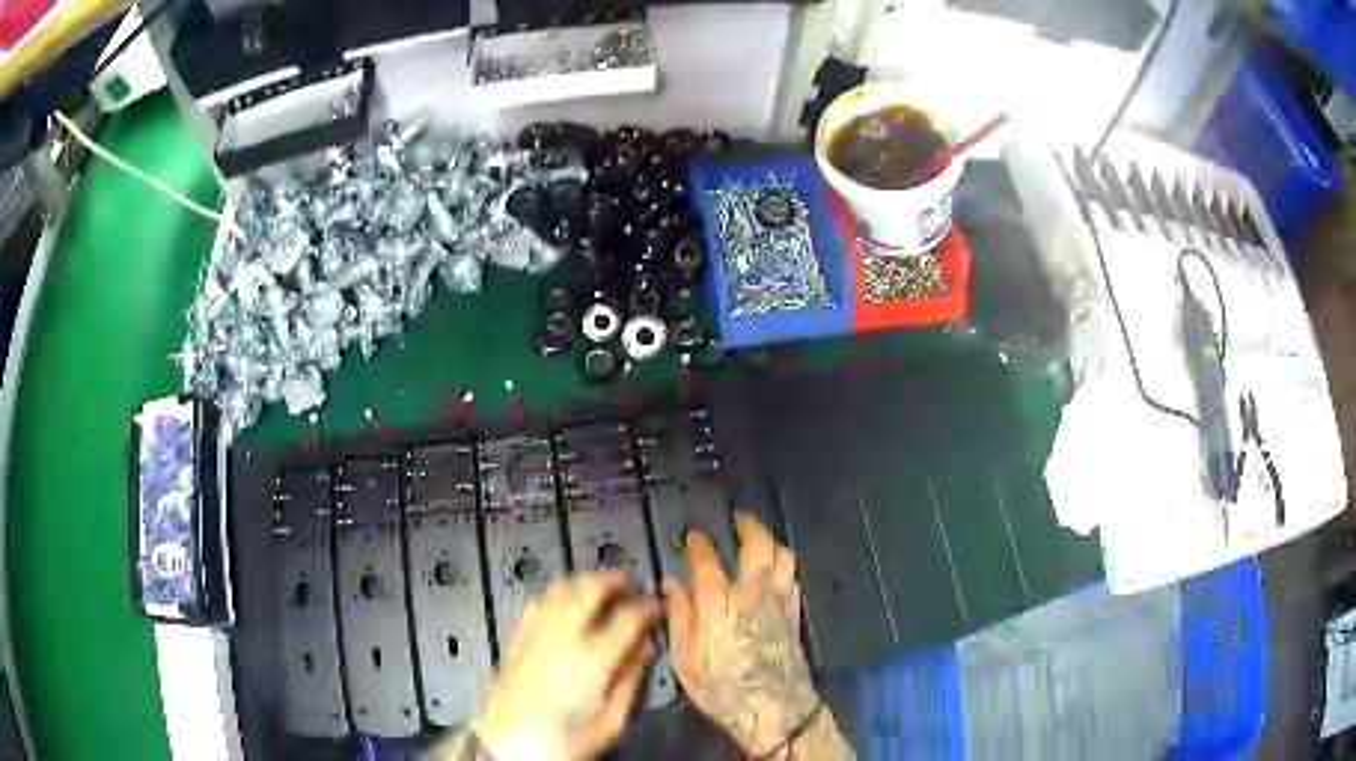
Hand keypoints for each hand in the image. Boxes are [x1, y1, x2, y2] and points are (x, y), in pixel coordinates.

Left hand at [476, 572, 660, 760]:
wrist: (509, 746)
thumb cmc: (567, 741)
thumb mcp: (611, 720)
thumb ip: (630, 678)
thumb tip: (645, 646)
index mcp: (592, 658)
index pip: (629, 616)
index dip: (649, 606)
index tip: (659, 607)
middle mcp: (563, 635)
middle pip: (591, 587)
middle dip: (617, 579)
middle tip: (634, 585)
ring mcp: (536, 632)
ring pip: (563, 587)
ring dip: (587, 581)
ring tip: (605, 589)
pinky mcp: (517, 636)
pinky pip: (540, 600)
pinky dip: (561, 593)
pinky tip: (569, 604)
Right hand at [663, 512, 818, 756]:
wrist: (774, 709)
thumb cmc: (721, 688)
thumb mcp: (685, 659)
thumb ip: (679, 616)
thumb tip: (670, 583)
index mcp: (719, 602)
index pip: (707, 559)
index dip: (698, 543)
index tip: (693, 535)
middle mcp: (753, 593)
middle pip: (758, 544)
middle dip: (748, 526)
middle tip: (737, 520)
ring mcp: (779, 601)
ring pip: (783, 556)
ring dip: (771, 542)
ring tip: (759, 540)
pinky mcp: (795, 614)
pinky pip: (793, 579)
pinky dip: (783, 568)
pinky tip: (775, 574)